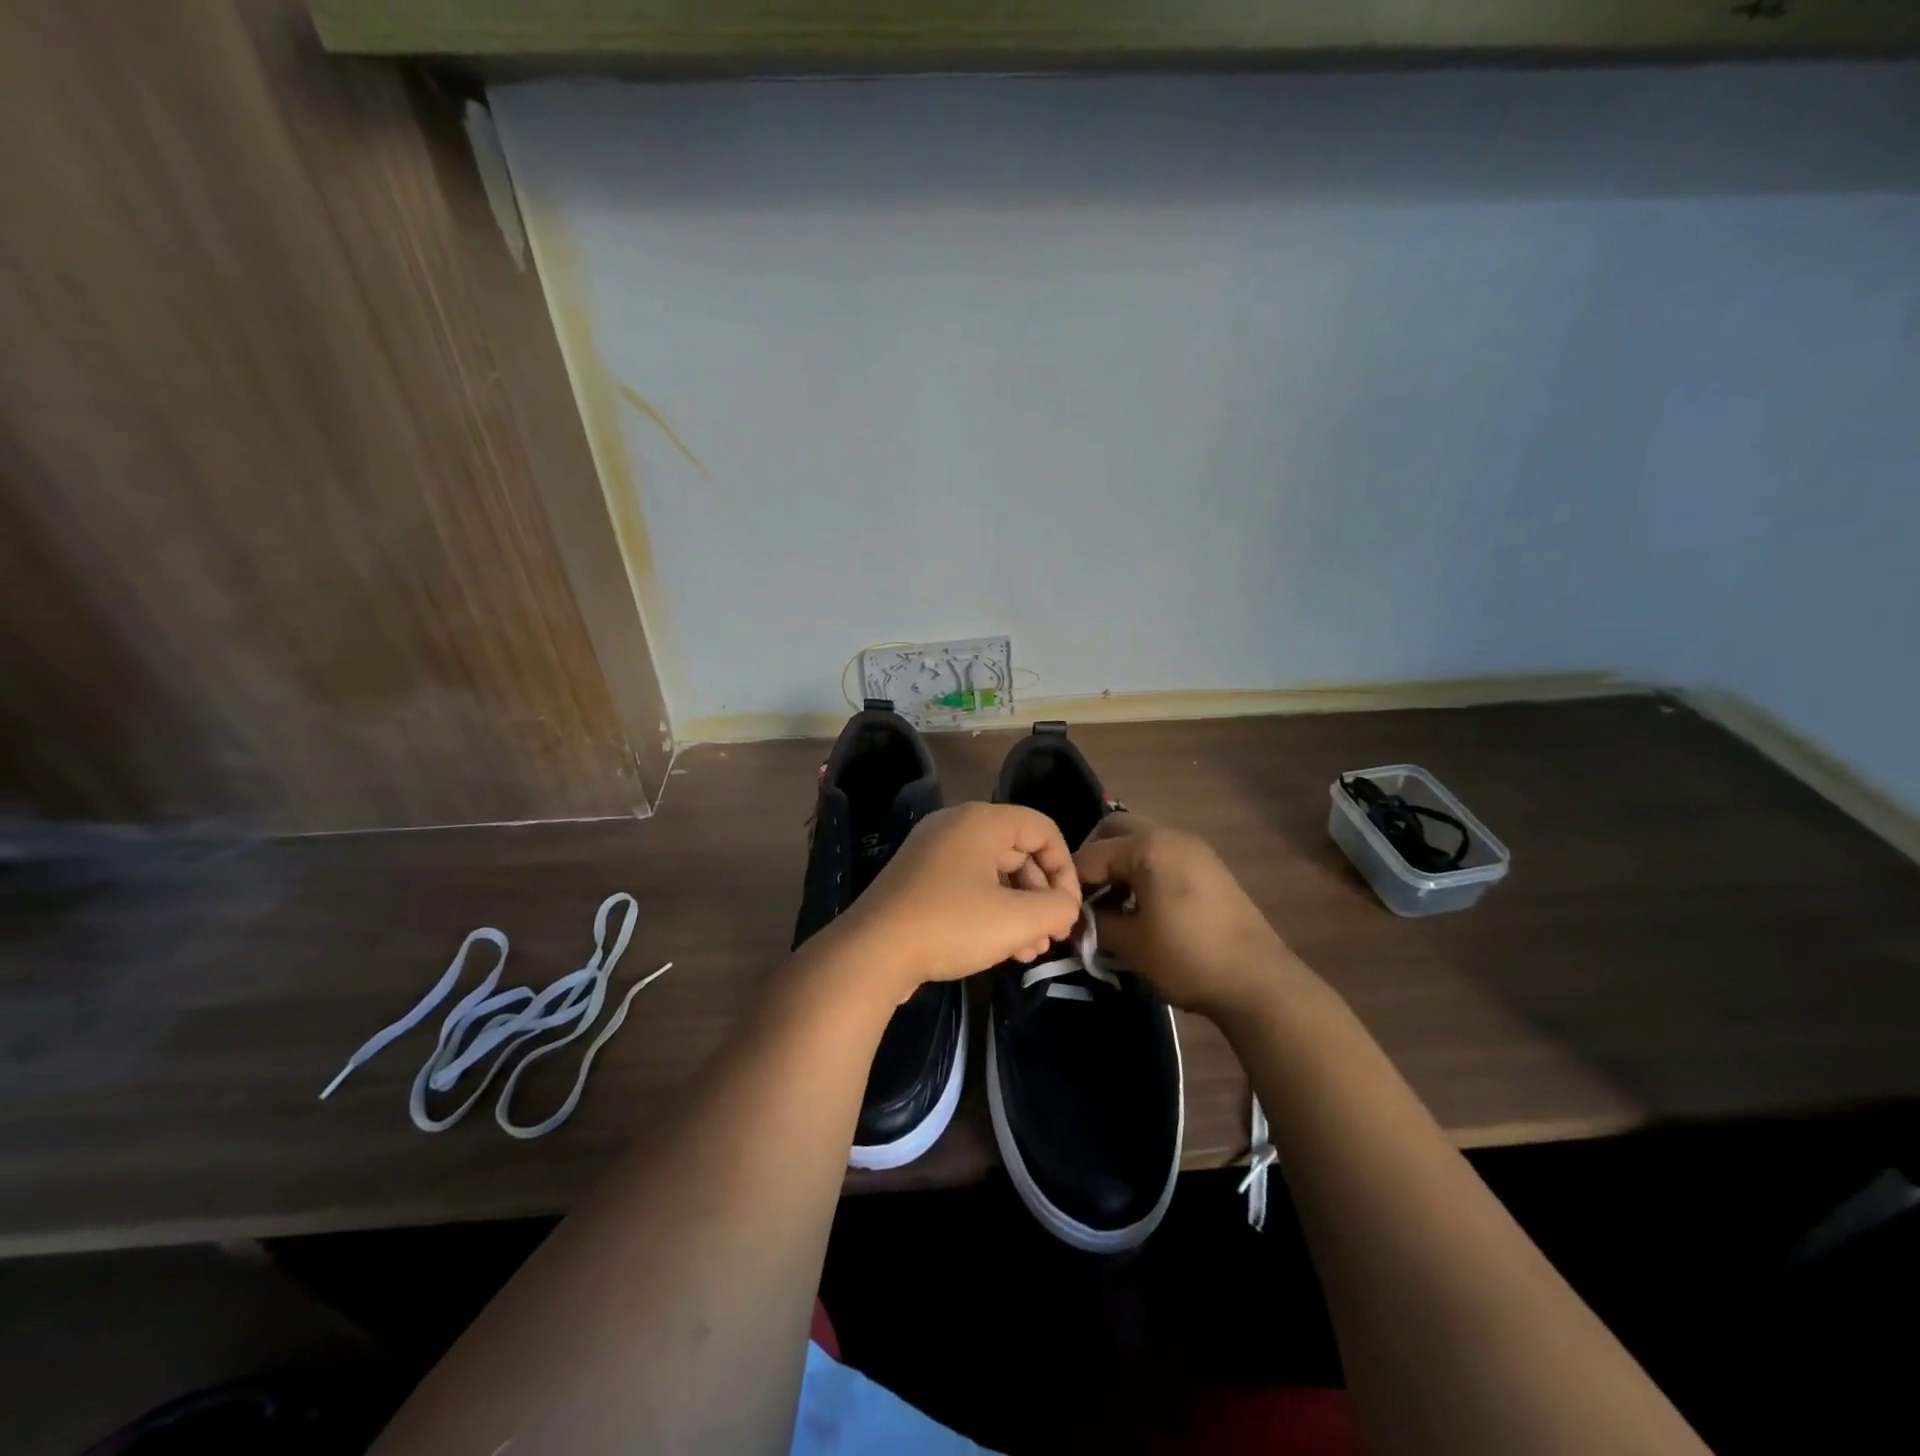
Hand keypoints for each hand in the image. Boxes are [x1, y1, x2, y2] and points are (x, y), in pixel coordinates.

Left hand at [832, 803, 1082, 998]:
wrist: (872, 952)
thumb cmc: (951, 925)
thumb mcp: (1017, 920)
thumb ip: (1058, 908)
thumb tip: (1066, 907)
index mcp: (981, 820)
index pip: (1043, 829)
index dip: (1065, 869)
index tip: (1068, 910)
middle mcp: (956, 826)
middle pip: (1019, 851)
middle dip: (1041, 896)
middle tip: (1051, 936)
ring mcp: (933, 853)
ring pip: (994, 874)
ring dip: (1019, 910)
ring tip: (1031, 952)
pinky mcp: (918, 880)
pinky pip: (968, 887)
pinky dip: (990, 912)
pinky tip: (1003, 950)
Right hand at [1073, 815, 1307, 1019]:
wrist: (1259, 982)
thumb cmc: (1187, 957)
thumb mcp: (1130, 943)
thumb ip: (1095, 923)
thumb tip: (1078, 918)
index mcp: (1148, 846)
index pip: (1092, 854)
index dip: (1072, 882)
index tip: (1062, 910)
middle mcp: (1171, 836)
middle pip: (1116, 831)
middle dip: (1095, 860)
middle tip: (1085, 897)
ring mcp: (1195, 850)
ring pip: (1142, 842)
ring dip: (1121, 866)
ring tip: (1112, 906)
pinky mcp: (1210, 868)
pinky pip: (1164, 857)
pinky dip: (1144, 873)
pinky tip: (1142, 908)